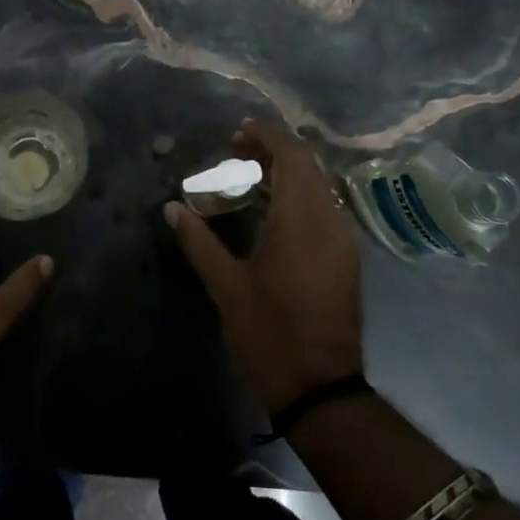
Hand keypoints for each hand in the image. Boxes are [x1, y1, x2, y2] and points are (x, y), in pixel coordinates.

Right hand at [165, 117, 363, 415]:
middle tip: (237, 152)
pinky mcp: (346, 259)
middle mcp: (330, 222)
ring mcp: (343, 241)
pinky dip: (299, 196)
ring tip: (249, 177)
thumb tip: (173, 208)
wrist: (320, 388)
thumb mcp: (227, 287)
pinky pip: (325, 209)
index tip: (238, 131)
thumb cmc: (269, 335)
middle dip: (275, 151)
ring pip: (320, 187)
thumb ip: (199, 242)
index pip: (292, 158)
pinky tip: (271, 211)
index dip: (267, 136)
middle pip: (309, 167)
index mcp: (302, 222)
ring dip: (288, 173)